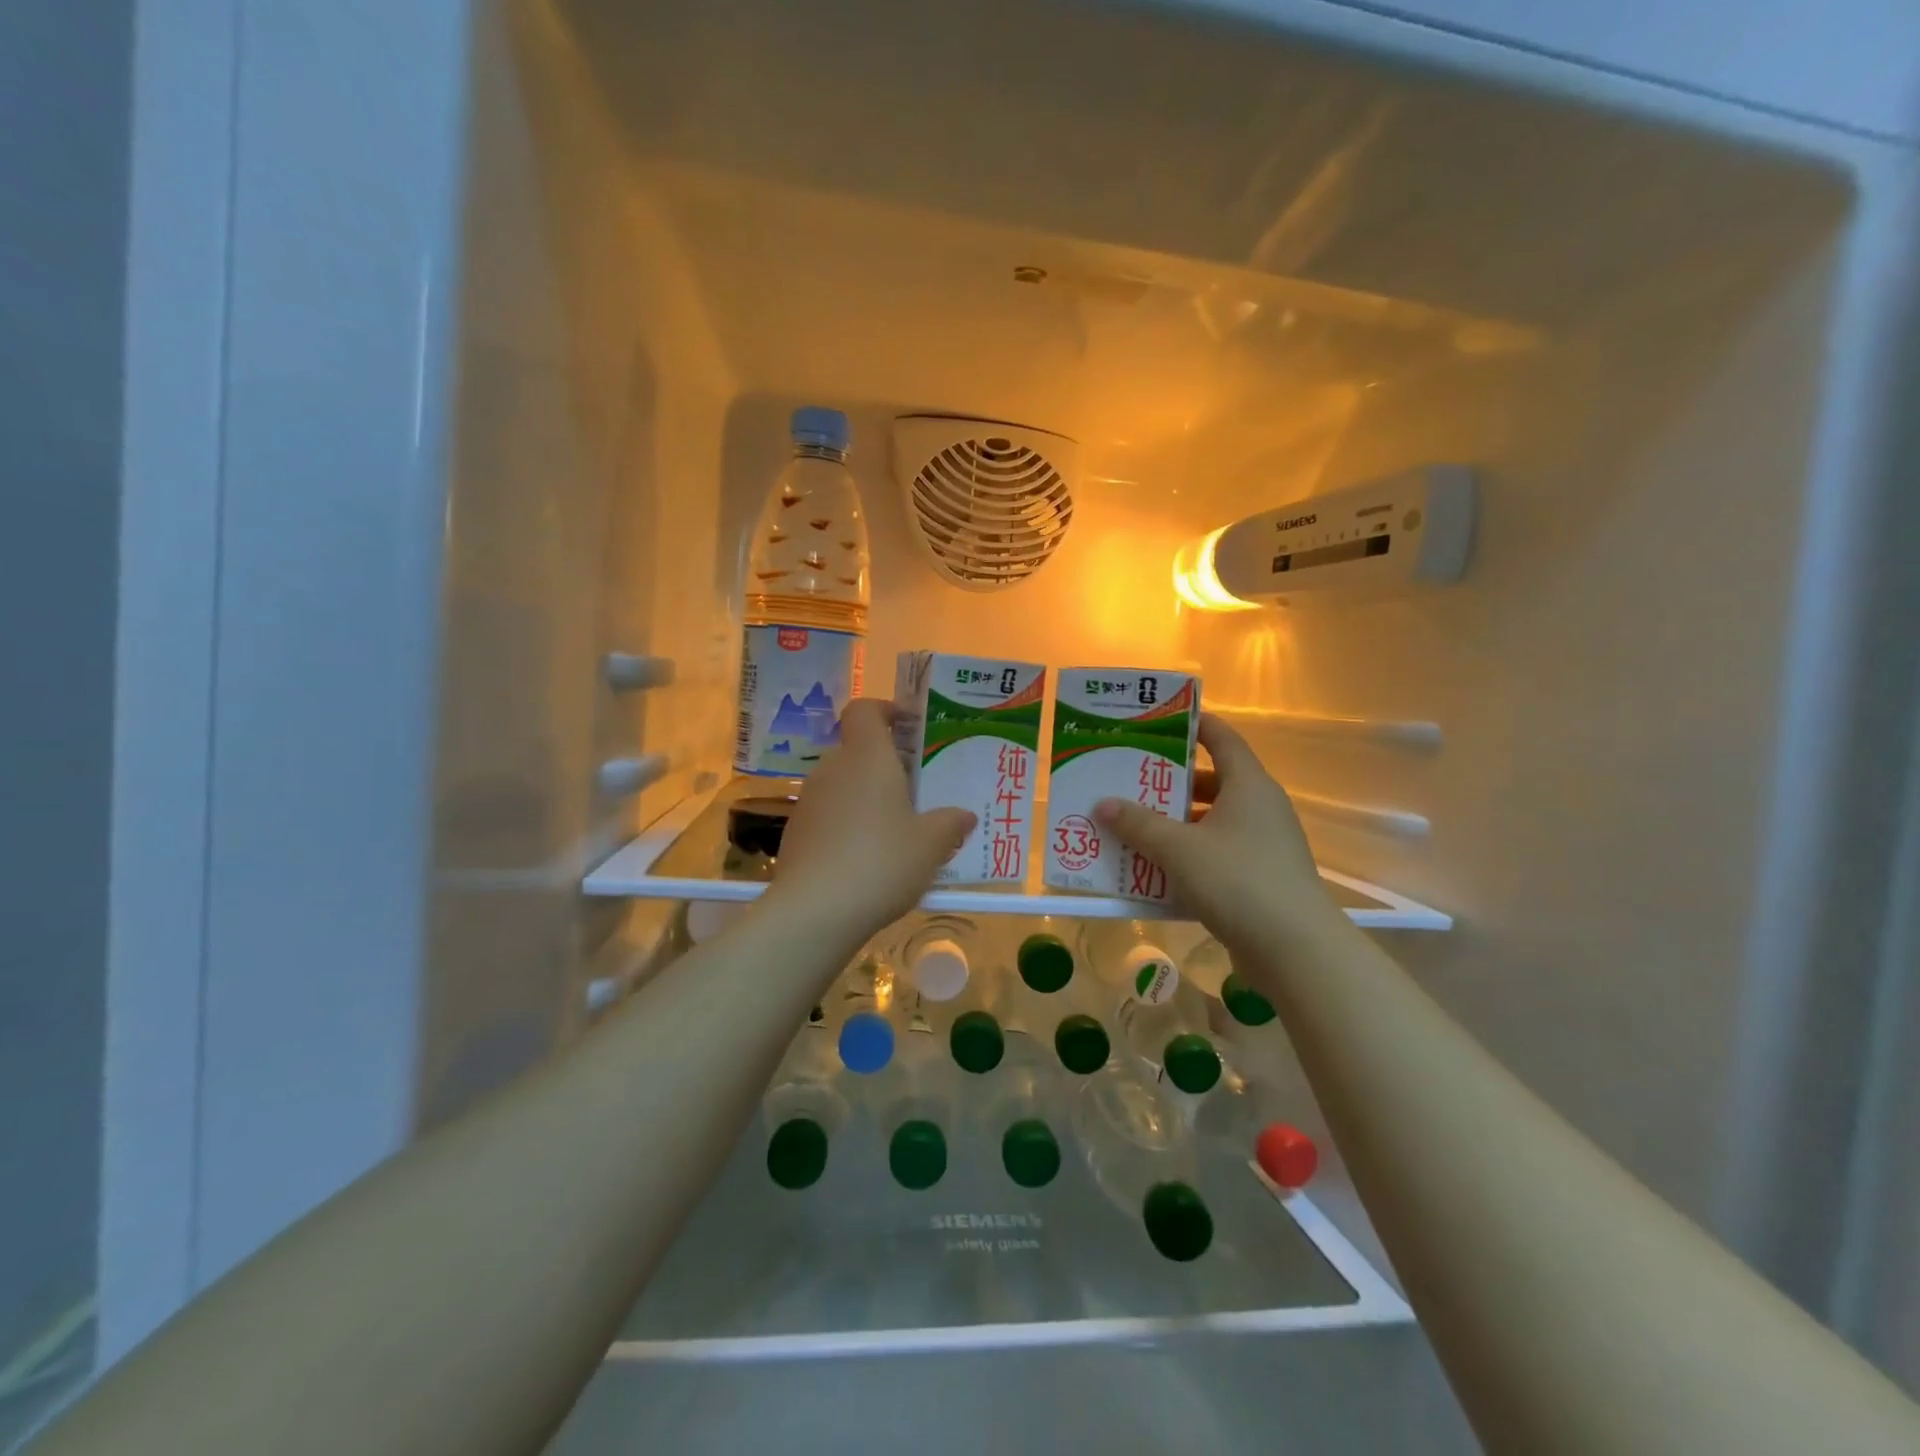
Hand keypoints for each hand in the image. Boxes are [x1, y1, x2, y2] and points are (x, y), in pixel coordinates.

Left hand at [762, 699, 975, 952]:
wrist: (815, 911)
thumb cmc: (882, 862)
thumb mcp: (931, 845)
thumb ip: (950, 824)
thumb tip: (965, 815)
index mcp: (867, 757)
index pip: (864, 710)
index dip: (884, 711)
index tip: (908, 729)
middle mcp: (832, 768)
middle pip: (856, 750)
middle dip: (883, 765)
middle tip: (914, 791)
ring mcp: (809, 801)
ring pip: (841, 785)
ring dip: (865, 798)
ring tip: (893, 831)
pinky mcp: (795, 833)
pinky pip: (827, 815)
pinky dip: (846, 826)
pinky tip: (865, 860)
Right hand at [1093, 714, 1347, 958]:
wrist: (1295, 949)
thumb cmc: (1237, 881)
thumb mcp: (1178, 849)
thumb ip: (1138, 824)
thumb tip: (1103, 803)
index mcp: (1249, 785)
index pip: (1222, 738)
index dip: (1192, 725)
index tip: (1157, 722)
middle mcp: (1260, 807)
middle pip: (1212, 780)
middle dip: (1170, 781)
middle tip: (1130, 781)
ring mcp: (1264, 843)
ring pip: (1213, 819)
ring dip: (1176, 822)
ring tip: (1135, 826)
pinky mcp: (1261, 875)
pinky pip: (1218, 851)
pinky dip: (1189, 852)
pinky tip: (1157, 868)